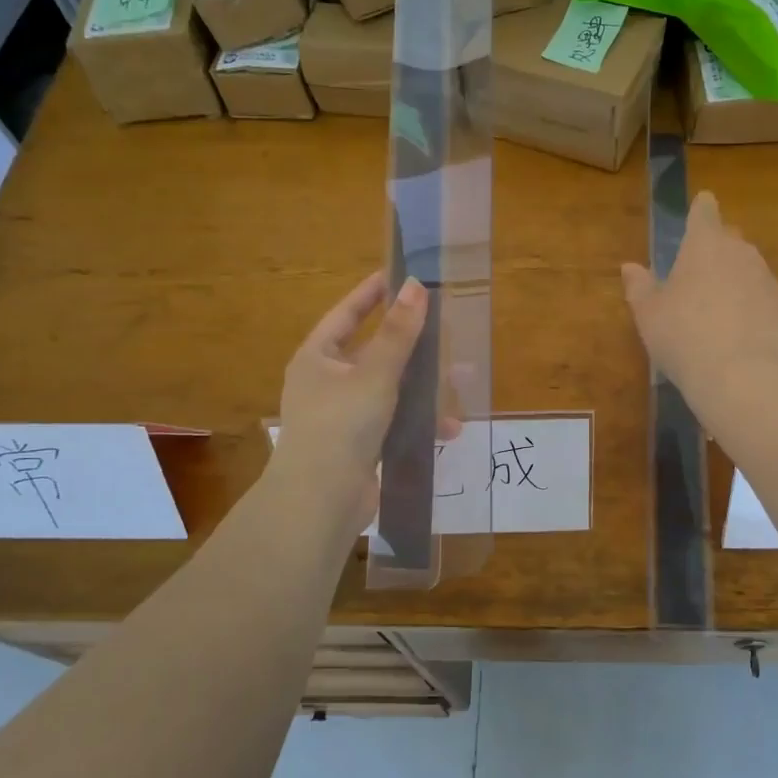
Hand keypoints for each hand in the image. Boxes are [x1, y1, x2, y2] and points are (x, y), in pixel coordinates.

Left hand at [274, 272, 427, 524]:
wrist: (321, 502)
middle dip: (411, 345)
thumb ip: (398, 333)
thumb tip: (416, 285)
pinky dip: (418, 421)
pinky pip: (394, 421)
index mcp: (317, 358)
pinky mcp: (360, 445)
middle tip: (443, 328)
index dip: (371, 294)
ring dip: (422, 386)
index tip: (399, 275)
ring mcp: (343, 416)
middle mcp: (326, 383)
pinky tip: (448, 428)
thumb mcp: (375, 375)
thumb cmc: (341, 426)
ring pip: (389, 389)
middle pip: (373, 352)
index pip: (346, 314)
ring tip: (460, 381)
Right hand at [621, 191, 777, 402]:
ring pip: (747, 266)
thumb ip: (639, 286)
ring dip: (733, 276)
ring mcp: (765, 278)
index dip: (700, 209)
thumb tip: (630, 267)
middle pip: (729, 238)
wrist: (737, 374)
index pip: (704, 211)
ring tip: (716, 304)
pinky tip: (736, 327)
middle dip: (715, 247)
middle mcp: (739, 251)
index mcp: (704, 244)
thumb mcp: (648, 313)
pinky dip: (749, 302)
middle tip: (696, 271)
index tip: (699, 209)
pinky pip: (760, 295)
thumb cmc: (682, 335)